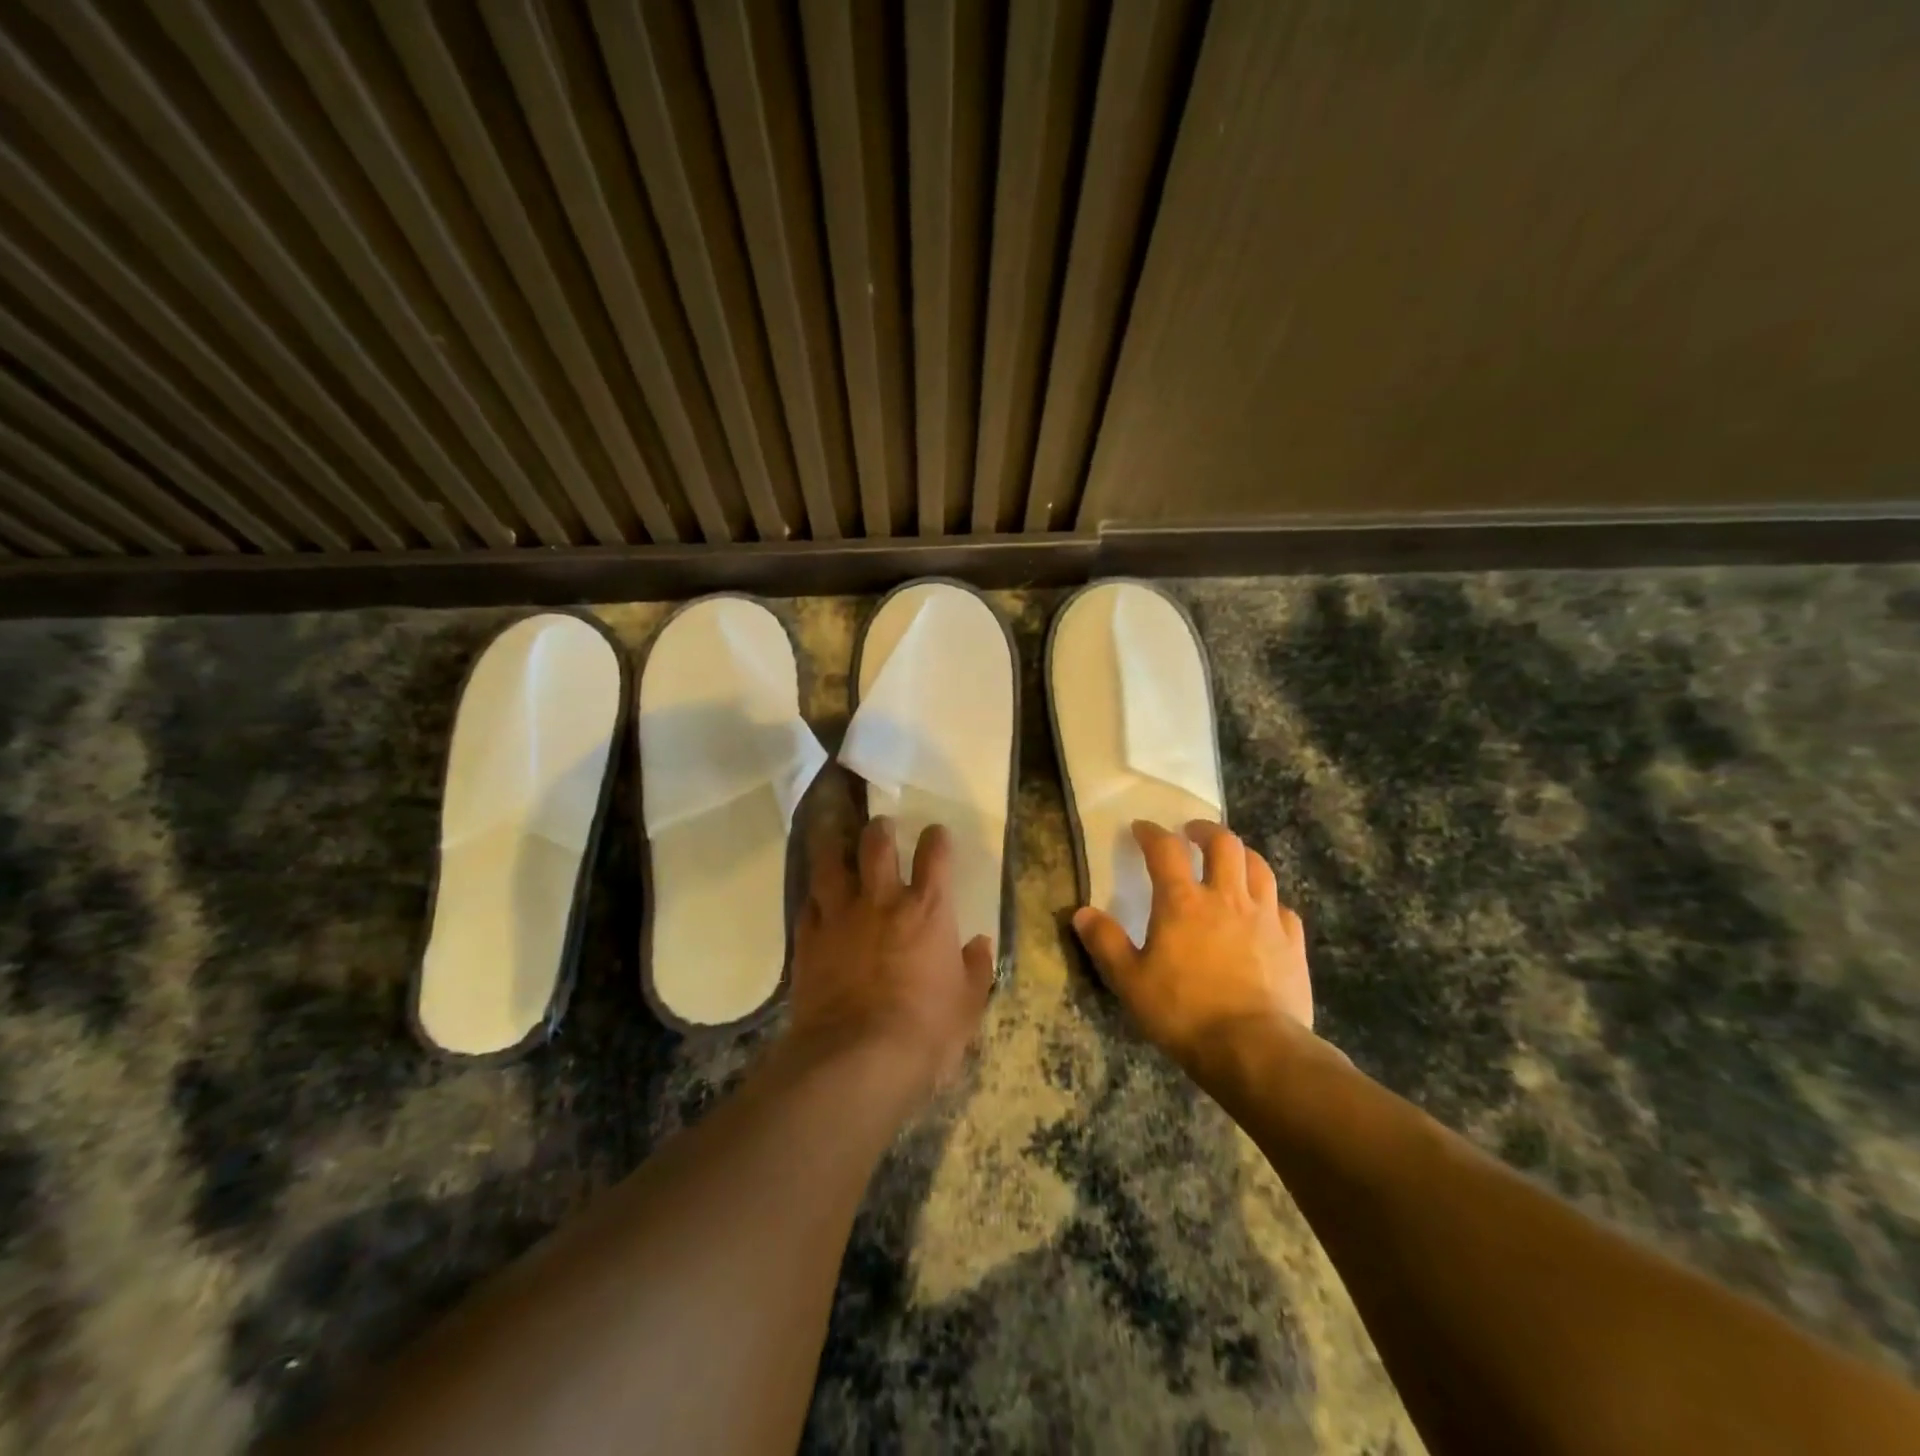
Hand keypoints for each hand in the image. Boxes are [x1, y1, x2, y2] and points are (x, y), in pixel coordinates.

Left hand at [788, 816, 994, 1098]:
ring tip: (833, 835)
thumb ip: (975, 969)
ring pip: (829, 863)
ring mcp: (840, 917)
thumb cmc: (925, 1031)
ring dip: (833, 845)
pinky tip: (815, 899)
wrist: (857, 1058)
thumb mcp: (968, 1005)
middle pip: (876, 845)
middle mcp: (881, 900)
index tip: (937, 833)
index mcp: (927, 909)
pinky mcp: (808, 941)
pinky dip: (814, 898)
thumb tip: (979, 944)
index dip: (937, 838)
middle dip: (880, 829)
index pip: (935, 855)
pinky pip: (807, 905)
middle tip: (881, 825)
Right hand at [1073, 820, 1312, 1072]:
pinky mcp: (1292, 942)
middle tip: (1192, 833)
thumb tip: (1081, 913)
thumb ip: (1106, 943)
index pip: (1165, 850)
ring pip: (1258, 867)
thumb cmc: (1184, 1012)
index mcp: (1183, 902)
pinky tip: (1263, 911)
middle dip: (1205, 831)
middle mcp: (1226, 897)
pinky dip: (1269, 900)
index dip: (1151, 833)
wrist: (1255, 1049)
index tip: (1141, 828)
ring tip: (1231, 860)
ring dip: (1242, 856)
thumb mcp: (1130, 981)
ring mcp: (1265, 917)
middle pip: (1223, 844)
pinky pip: (1282, 907)